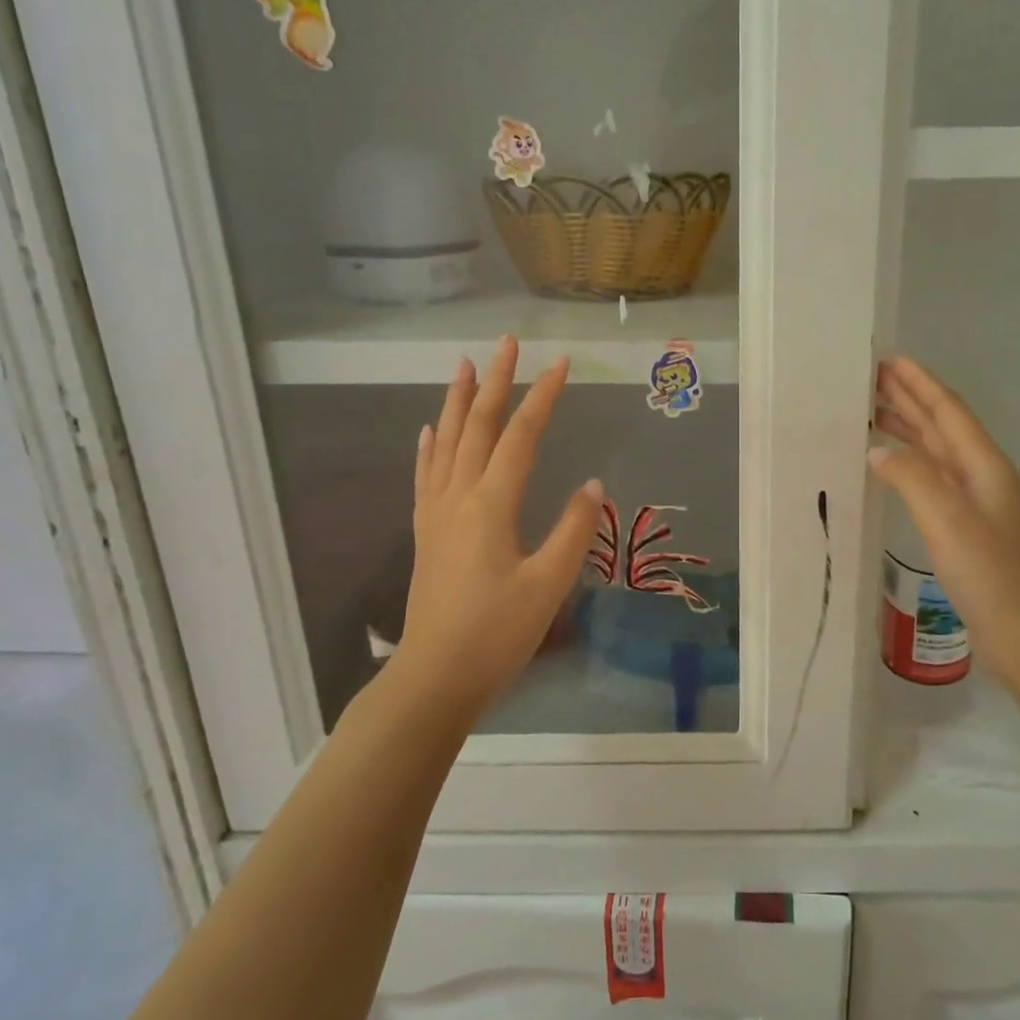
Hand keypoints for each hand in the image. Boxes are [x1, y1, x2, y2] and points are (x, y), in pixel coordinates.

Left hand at [394, 337, 602, 710]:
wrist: (435, 677)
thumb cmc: (497, 633)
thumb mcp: (548, 584)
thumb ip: (573, 531)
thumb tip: (593, 485)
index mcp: (491, 505)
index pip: (521, 436)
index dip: (542, 398)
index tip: (561, 364)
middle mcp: (459, 497)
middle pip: (478, 427)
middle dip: (495, 382)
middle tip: (506, 343)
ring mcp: (437, 513)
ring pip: (447, 443)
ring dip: (458, 402)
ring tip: (464, 366)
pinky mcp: (427, 532)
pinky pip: (426, 475)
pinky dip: (430, 446)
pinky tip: (431, 429)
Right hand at [870, 357, 1019, 677]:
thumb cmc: (991, 576)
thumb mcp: (947, 521)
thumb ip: (912, 478)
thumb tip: (878, 449)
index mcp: (983, 466)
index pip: (948, 412)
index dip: (919, 384)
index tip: (890, 360)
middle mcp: (982, 477)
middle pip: (943, 426)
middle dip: (911, 399)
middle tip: (873, 380)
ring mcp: (976, 503)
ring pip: (937, 452)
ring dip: (909, 429)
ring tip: (874, 413)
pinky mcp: (967, 528)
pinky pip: (933, 479)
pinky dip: (910, 464)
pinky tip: (893, 467)